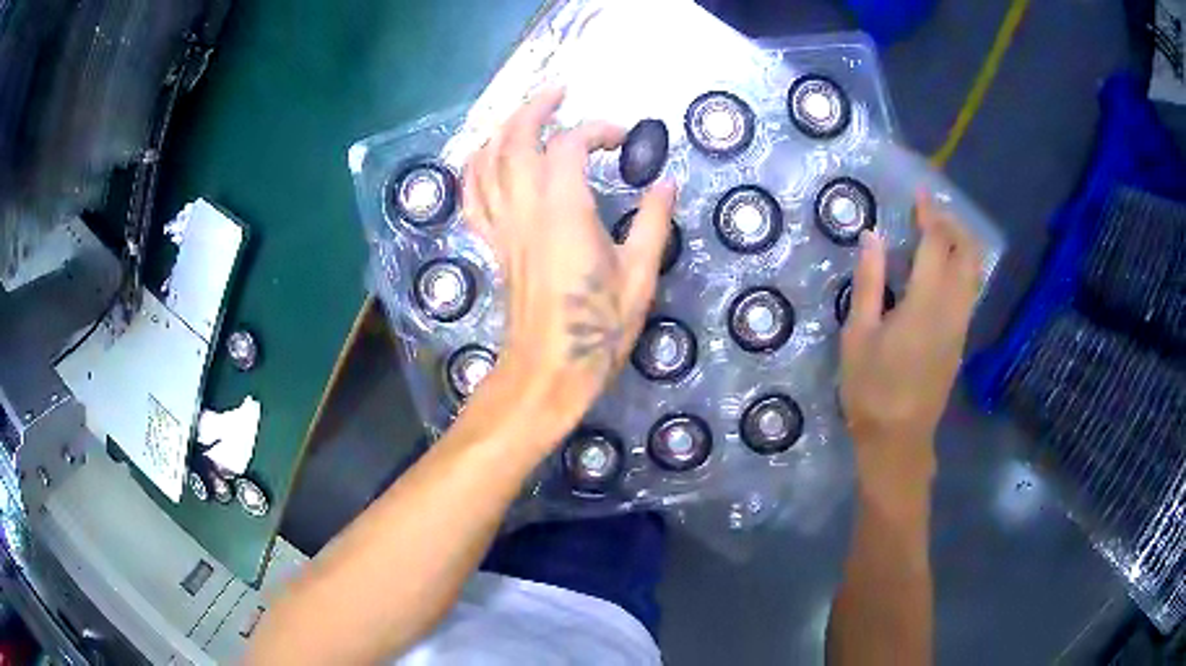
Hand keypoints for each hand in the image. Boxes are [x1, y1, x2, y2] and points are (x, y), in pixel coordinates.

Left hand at [463, 88, 676, 428]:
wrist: (547, 372)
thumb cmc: (597, 329)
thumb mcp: (639, 276)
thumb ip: (653, 222)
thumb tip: (666, 183)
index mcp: (564, 212)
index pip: (569, 145)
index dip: (598, 129)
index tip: (625, 139)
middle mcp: (524, 209)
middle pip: (514, 140)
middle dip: (534, 108)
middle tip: (559, 93)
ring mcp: (501, 226)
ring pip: (485, 162)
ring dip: (502, 129)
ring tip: (524, 116)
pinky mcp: (492, 244)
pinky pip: (472, 196)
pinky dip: (475, 168)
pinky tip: (487, 158)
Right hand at [840, 193, 982, 509]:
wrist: (899, 441)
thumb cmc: (871, 389)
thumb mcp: (858, 335)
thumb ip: (870, 282)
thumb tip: (873, 237)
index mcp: (926, 303)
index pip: (937, 243)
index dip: (930, 213)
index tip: (919, 193)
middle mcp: (953, 308)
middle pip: (967, 252)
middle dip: (952, 224)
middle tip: (929, 212)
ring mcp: (961, 325)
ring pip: (974, 272)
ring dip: (961, 244)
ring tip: (938, 234)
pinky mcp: (961, 339)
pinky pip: (970, 290)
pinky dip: (961, 267)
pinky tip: (942, 269)